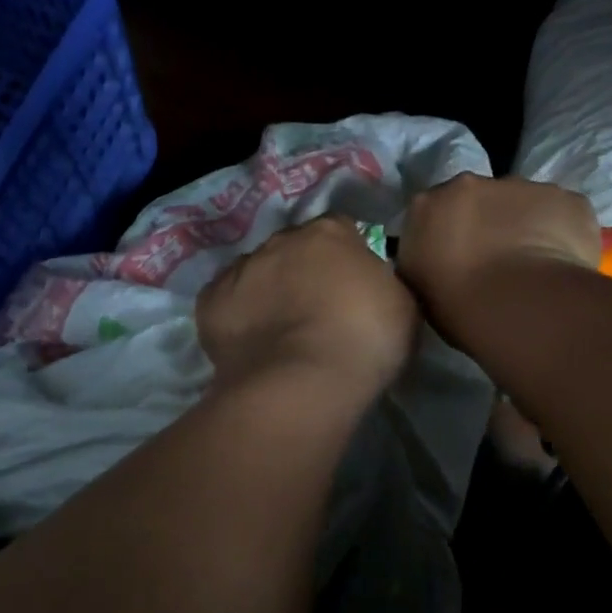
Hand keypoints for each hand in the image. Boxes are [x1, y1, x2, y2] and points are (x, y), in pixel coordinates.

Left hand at [196, 215, 418, 397]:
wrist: (303, 381)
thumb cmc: (364, 339)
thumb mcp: (401, 304)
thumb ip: (381, 281)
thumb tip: (367, 283)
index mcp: (329, 232)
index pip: (341, 230)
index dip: (347, 257)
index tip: (354, 288)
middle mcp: (281, 239)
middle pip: (295, 248)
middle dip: (305, 271)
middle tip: (319, 311)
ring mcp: (241, 268)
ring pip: (258, 272)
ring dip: (269, 291)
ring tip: (282, 333)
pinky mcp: (210, 302)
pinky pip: (227, 301)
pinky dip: (238, 316)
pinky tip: (251, 343)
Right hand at [396, 174, 599, 341]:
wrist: (518, 304)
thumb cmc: (458, 306)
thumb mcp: (419, 286)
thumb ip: (426, 260)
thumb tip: (440, 259)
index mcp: (427, 205)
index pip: (435, 212)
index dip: (449, 234)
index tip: (459, 259)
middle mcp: (471, 183)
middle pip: (480, 199)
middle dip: (488, 222)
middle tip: (498, 261)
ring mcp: (522, 186)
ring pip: (524, 202)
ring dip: (527, 225)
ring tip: (535, 267)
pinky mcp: (566, 199)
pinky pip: (564, 213)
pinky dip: (565, 233)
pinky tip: (565, 265)